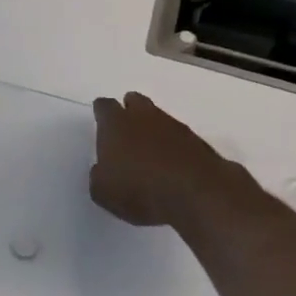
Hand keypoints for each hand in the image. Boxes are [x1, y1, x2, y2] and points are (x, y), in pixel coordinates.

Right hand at [90, 91, 238, 228]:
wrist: (196, 194)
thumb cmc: (140, 190)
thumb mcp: (103, 193)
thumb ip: (98, 176)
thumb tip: (102, 170)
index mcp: (115, 123)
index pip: (104, 107)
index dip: (102, 115)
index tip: (101, 125)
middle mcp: (143, 116)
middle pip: (134, 101)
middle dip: (130, 112)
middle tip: (127, 133)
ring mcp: (173, 126)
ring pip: (158, 117)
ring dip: (154, 130)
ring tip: (151, 153)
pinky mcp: (197, 141)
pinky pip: (179, 137)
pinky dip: (174, 146)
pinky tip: (172, 165)